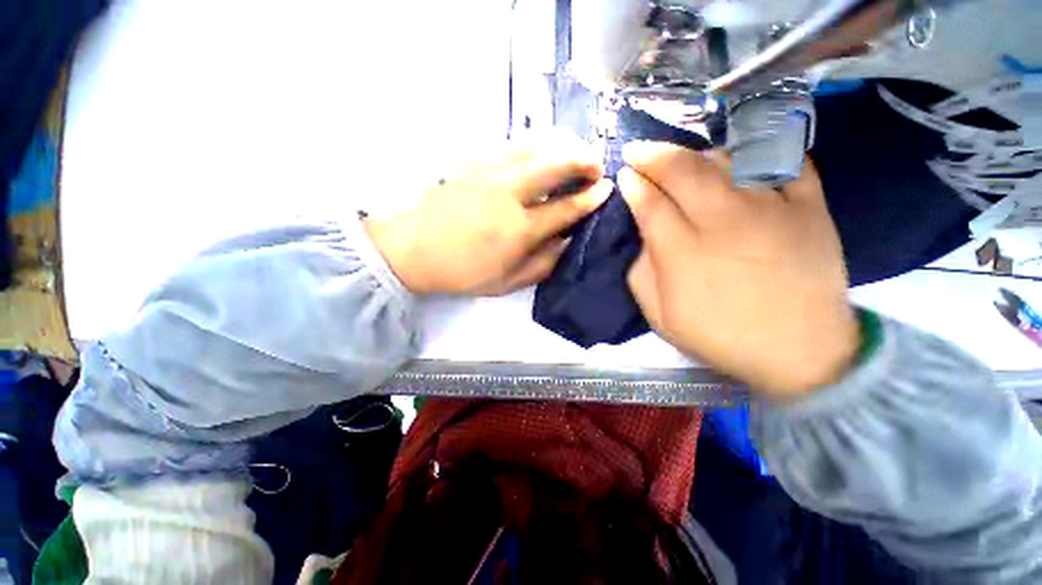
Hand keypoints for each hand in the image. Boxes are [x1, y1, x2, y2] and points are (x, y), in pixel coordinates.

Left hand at [366, 134, 612, 295]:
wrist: (414, 250)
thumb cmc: (463, 272)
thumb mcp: (507, 282)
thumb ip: (543, 263)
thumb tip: (567, 241)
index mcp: (520, 230)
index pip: (566, 207)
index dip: (591, 197)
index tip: (605, 189)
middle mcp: (509, 195)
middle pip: (555, 164)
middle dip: (583, 159)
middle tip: (596, 164)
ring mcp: (489, 173)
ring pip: (535, 146)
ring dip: (562, 145)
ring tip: (573, 152)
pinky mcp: (473, 162)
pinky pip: (511, 144)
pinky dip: (534, 144)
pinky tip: (540, 152)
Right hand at [619, 142, 858, 397]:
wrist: (800, 352)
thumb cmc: (720, 337)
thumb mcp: (660, 316)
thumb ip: (642, 273)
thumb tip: (645, 237)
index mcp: (682, 253)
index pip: (650, 204)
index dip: (633, 184)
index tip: (625, 174)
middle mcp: (723, 222)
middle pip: (683, 171)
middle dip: (654, 155)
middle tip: (639, 151)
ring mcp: (771, 209)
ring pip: (728, 159)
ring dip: (697, 153)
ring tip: (685, 159)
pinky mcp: (810, 207)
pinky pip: (785, 161)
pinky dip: (761, 151)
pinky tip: (742, 157)